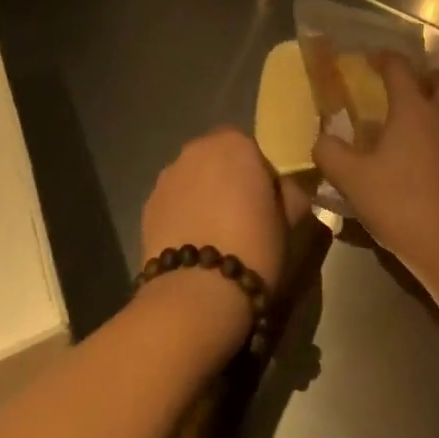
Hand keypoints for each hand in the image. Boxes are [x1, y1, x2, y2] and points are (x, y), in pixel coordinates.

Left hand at [139, 129, 305, 354]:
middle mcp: (196, 149)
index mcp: (235, 143)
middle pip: (217, 159)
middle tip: (241, 219)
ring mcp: (167, 176)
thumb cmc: (254, 248)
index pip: (250, 148)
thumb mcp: (291, 221)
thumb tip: (286, 188)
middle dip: (227, 180)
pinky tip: (192, 247)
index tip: (265, 205)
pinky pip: (173, 203)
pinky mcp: (147, 205)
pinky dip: (182, 216)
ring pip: (192, 179)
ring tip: (213, 238)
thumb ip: (291, 193)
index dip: (258, 175)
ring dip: (202, 196)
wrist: (196, 294)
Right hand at [314, 51, 438, 279]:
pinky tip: (435, 158)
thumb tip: (320, 139)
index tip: (371, 58)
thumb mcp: (352, 179)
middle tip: (412, 86)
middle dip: (430, 76)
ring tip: (427, 121)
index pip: (400, 68)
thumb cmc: (401, 203)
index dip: (385, 58)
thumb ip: (330, 153)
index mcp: (413, 109)